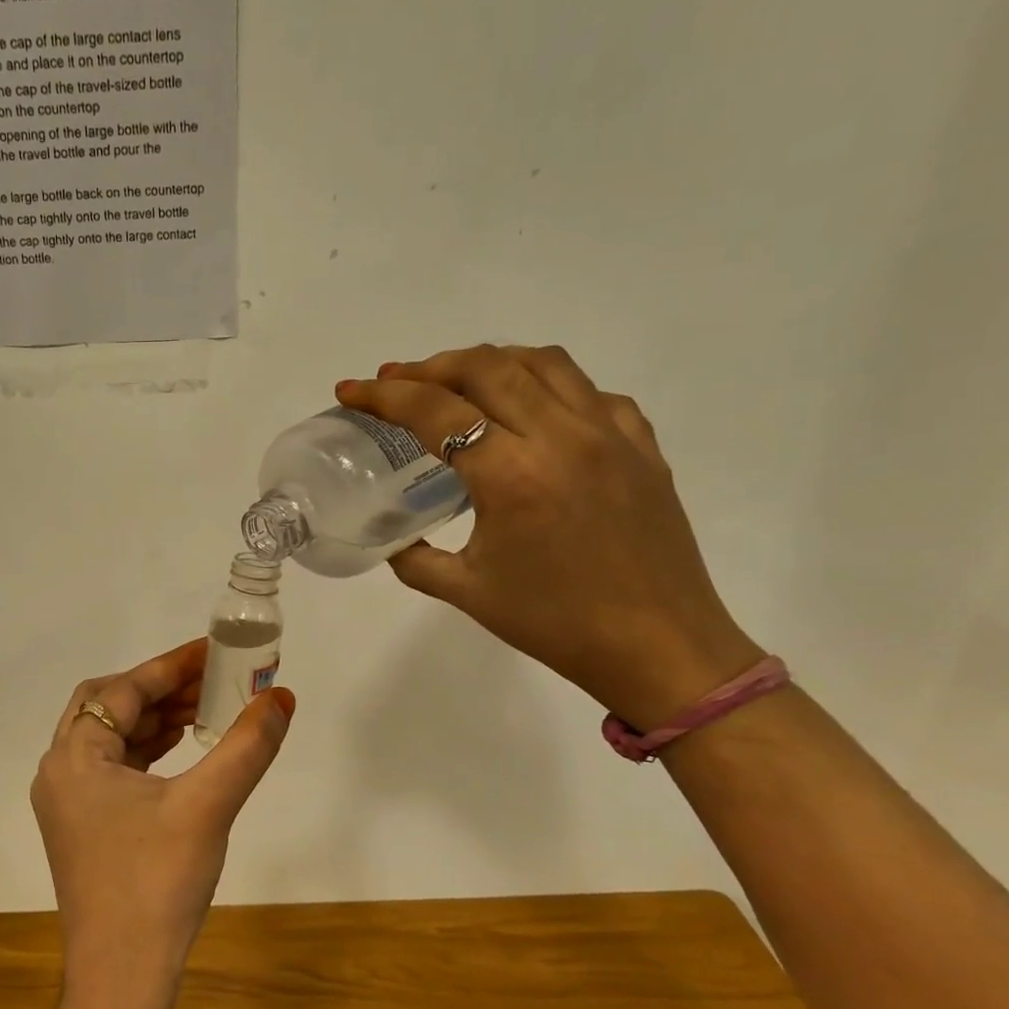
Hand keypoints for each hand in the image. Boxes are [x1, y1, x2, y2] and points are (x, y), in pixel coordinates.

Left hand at [31, 640, 295, 1002]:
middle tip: (212, 679)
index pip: (123, 690)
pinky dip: (147, 750)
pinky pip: (114, 768)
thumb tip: (282, 697)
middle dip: (161, 688)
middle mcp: (60, 771)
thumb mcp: (208, 806)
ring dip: (155, 718)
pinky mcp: (83, 827)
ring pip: (111, 738)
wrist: (121, 979)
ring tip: (206, 709)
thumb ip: (246, 746)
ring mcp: (68, 802)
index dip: (171, 666)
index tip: (213, 649)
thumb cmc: (156, 884)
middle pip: (109, 706)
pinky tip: (183, 750)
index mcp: (74, 757)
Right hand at [336, 345, 762, 728]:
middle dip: (430, 366)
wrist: (658, 647)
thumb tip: (393, 542)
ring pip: (542, 363)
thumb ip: (415, 560)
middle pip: (486, 367)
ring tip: (459, 380)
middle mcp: (560, 437)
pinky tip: (534, 411)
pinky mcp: (642, 445)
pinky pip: (590, 392)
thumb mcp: (466, 593)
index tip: (351, 390)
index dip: (384, 395)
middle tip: (397, 380)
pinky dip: (550, 386)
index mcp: (510, 476)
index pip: (435, 411)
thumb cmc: (555, 624)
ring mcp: (609, 434)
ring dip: (489, 361)